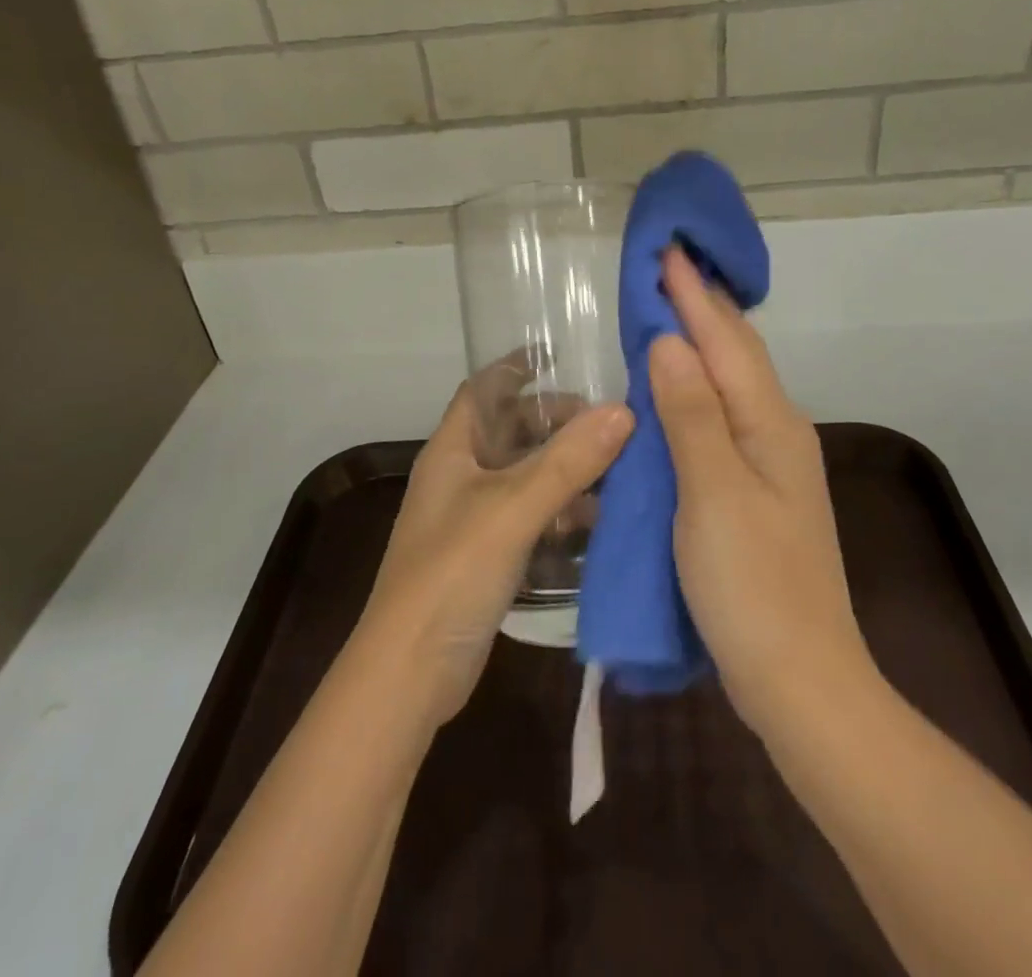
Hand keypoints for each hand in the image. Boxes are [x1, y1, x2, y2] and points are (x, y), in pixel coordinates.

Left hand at [356, 373, 632, 729]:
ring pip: (524, 477)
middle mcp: (459, 477)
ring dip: (564, 470)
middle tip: (608, 423)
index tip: (562, 357)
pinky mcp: (485, 558)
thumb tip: (622, 410)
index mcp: (451, 451)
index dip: (516, 368)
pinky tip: (596, 524)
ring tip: (615, 470)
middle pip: (510, 432)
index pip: (483, 390)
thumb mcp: (513, 509)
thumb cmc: (452, 573)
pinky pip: (528, 518)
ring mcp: (471, 519)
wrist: (409, 673)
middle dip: (555, 422)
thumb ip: (567, 461)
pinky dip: (559, 513)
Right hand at [649, 247, 870, 741]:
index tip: (665, 249)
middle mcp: (777, 430)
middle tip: (665, 266)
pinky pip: (722, 415)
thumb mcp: (713, 494)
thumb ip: (691, 414)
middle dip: (701, 305)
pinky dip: (696, 386)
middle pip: (736, 352)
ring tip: (667, 309)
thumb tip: (668, 341)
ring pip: (731, 381)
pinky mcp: (755, 489)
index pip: (725, 339)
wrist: (801, 681)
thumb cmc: (753, 586)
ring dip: (700, 340)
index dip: (691, 294)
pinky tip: (676, 387)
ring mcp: (770, 461)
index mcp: (770, 423)